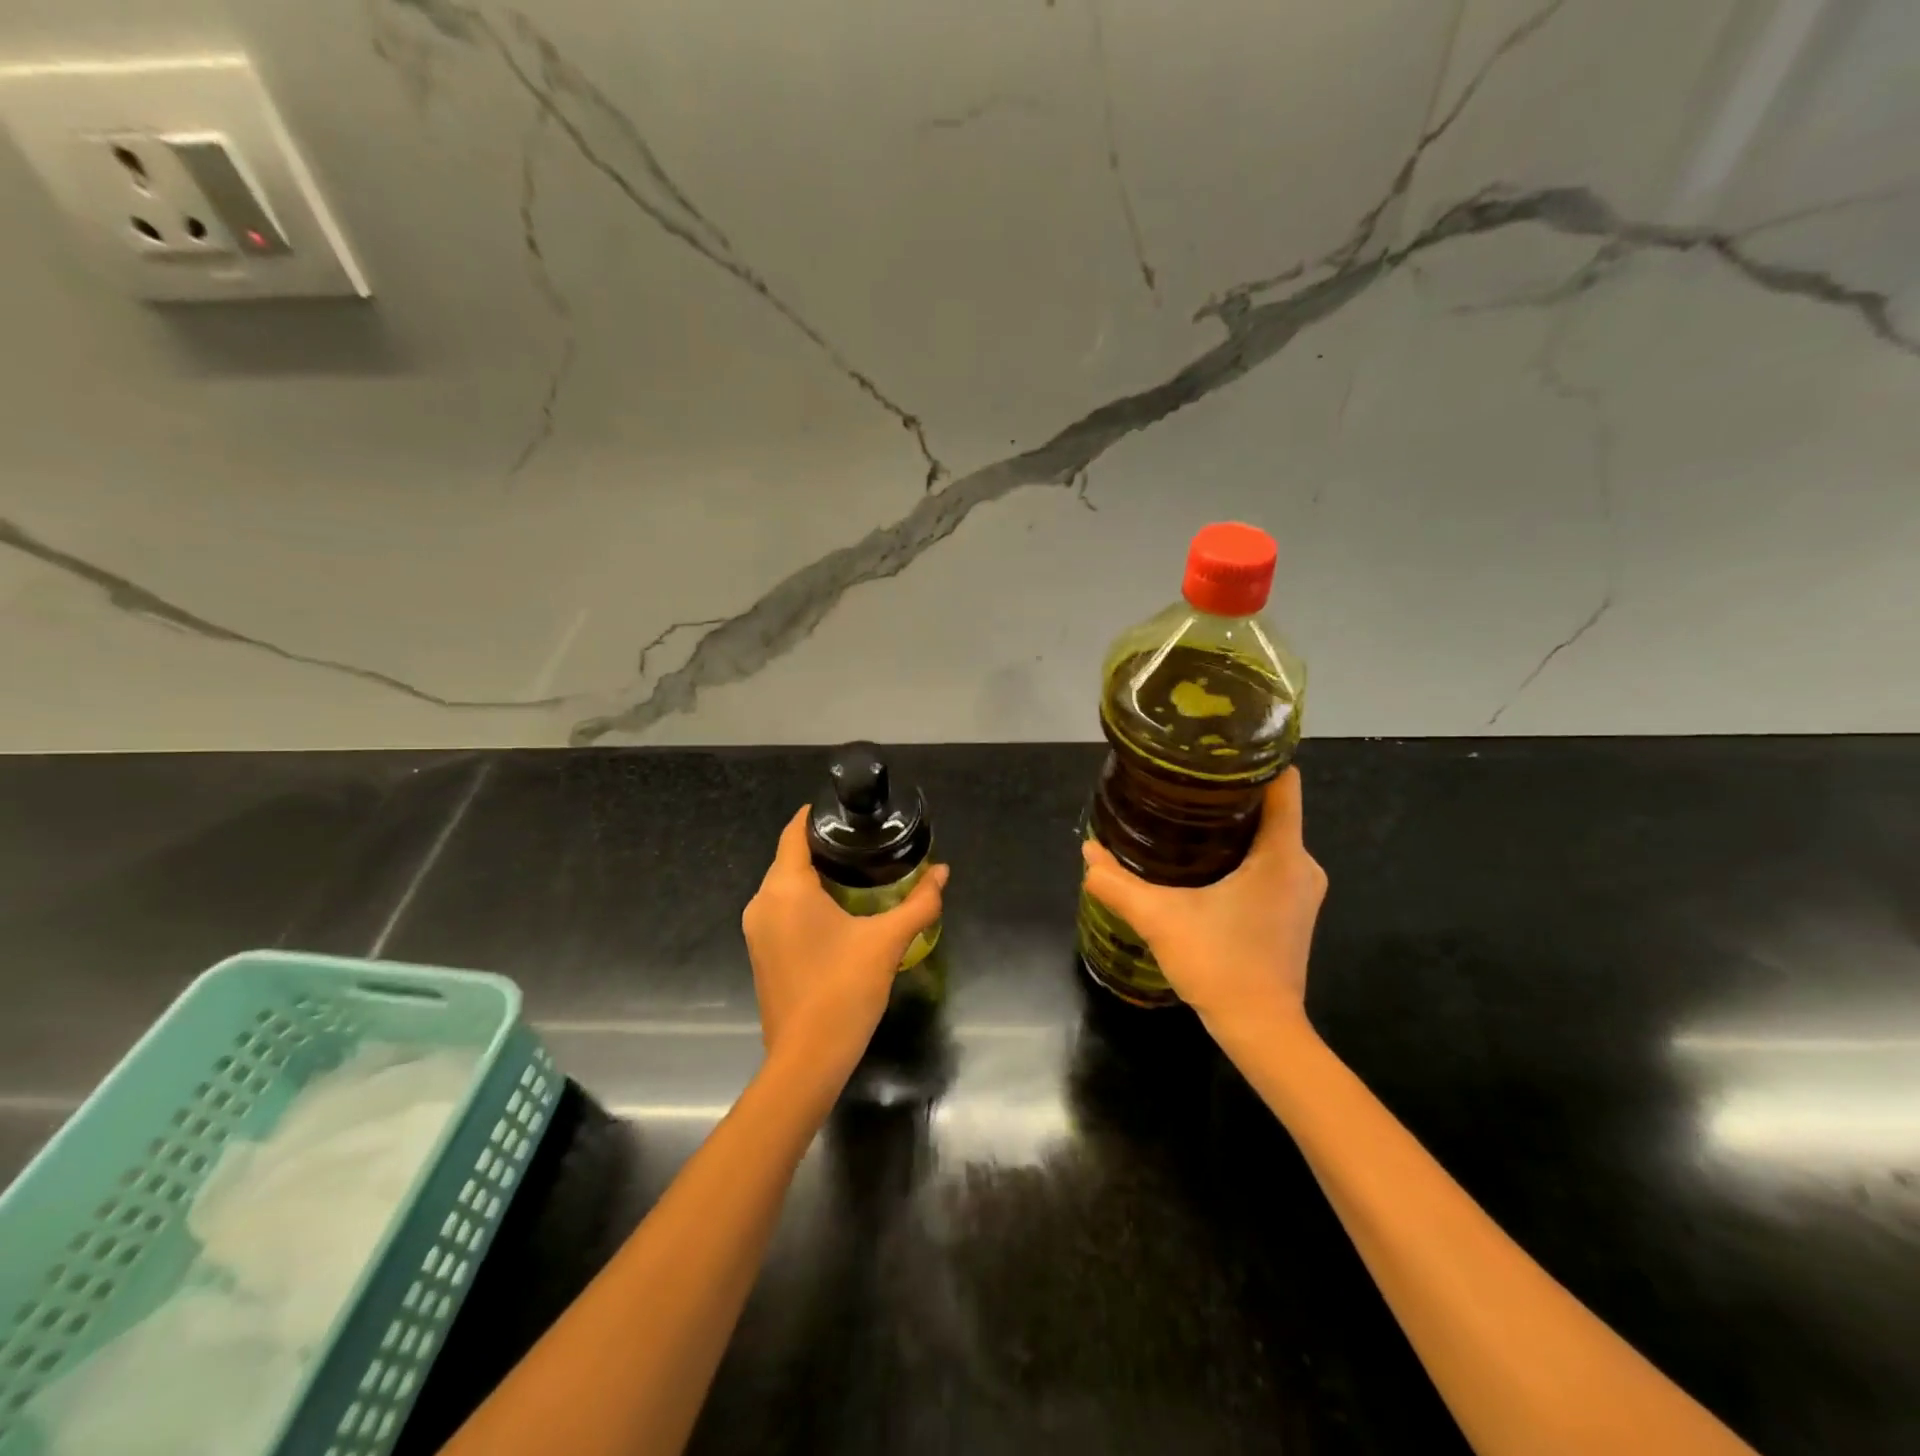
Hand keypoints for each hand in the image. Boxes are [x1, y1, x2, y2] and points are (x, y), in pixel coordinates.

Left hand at [742, 807, 948, 1078]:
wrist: (807, 1058)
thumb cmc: (845, 989)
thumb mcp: (887, 941)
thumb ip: (919, 903)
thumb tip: (943, 872)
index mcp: (786, 888)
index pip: (793, 834)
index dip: (814, 816)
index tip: (842, 808)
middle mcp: (763, 902)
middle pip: (788, 858)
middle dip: (820, 846)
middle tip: (861, 840)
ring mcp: (757, 930)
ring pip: (783, 886)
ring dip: (812, 874)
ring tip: (854, 869)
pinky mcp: (760, 952)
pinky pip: (780, 909)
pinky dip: (803, 899)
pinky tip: (835, 908)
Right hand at [1081, 768, 1325, 1040]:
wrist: (1261, 1030)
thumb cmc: (1220, 965)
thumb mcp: (1160, 919)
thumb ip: (1119, 884)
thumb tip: (1087, 853)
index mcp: (1282, 854)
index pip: (1283, 783)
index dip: (1252, 760)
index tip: (1213, 750)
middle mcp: (1302, 864)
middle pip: (1271, 806)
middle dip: (1229, 792)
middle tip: (1182, 783)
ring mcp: (1302, 888)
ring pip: (1270, 836)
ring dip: (1234, 824)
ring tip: (1187, 814)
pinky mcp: (1293, 909)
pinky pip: (1271, 861)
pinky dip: (1242, 851)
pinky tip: (1204, 858)